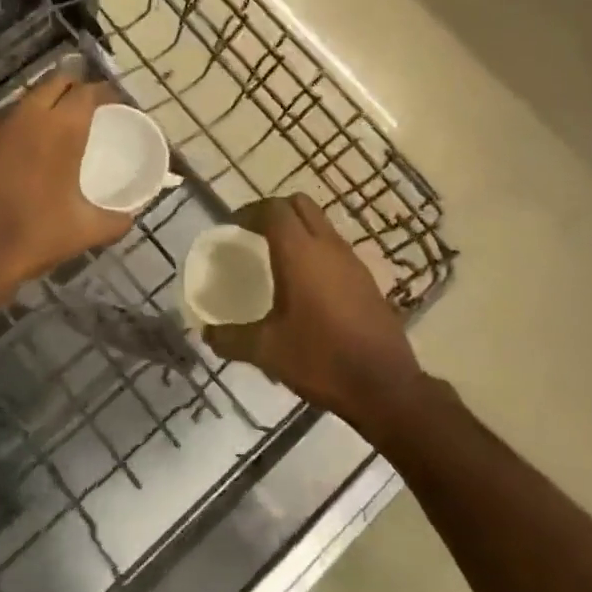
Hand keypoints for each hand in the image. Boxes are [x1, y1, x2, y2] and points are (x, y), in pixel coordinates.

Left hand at [0, 72, 133, 304]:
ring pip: (26, 99)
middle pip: (55, 82)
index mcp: (61, 128)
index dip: (105, 93)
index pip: (88, 91)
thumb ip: (115, 221)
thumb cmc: (34, 235)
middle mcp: (28, 116)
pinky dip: (20, 126)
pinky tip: (25, 149)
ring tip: (58, 124)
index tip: (115, 103)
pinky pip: (4, 122)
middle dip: (74, 86)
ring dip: (44, 103)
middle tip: (88, 105)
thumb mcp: (85, 231)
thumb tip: (130, 217)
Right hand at [204, 194, 422, 423]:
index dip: (249, 211)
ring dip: (298, 230)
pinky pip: (335, 249)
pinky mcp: (367, 280)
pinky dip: (316, 251)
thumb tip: (207, 334)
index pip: (273, 209)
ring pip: (321, 225)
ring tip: (276, 258)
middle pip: (300, 205)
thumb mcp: (266, 351)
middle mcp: (328, 247)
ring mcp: (353, 261)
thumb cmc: (320, 359)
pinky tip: (305, 285)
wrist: (384, 386)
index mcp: (300, 253)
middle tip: (253, 234)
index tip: (232, 227)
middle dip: (274, 211)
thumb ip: (231, 339)